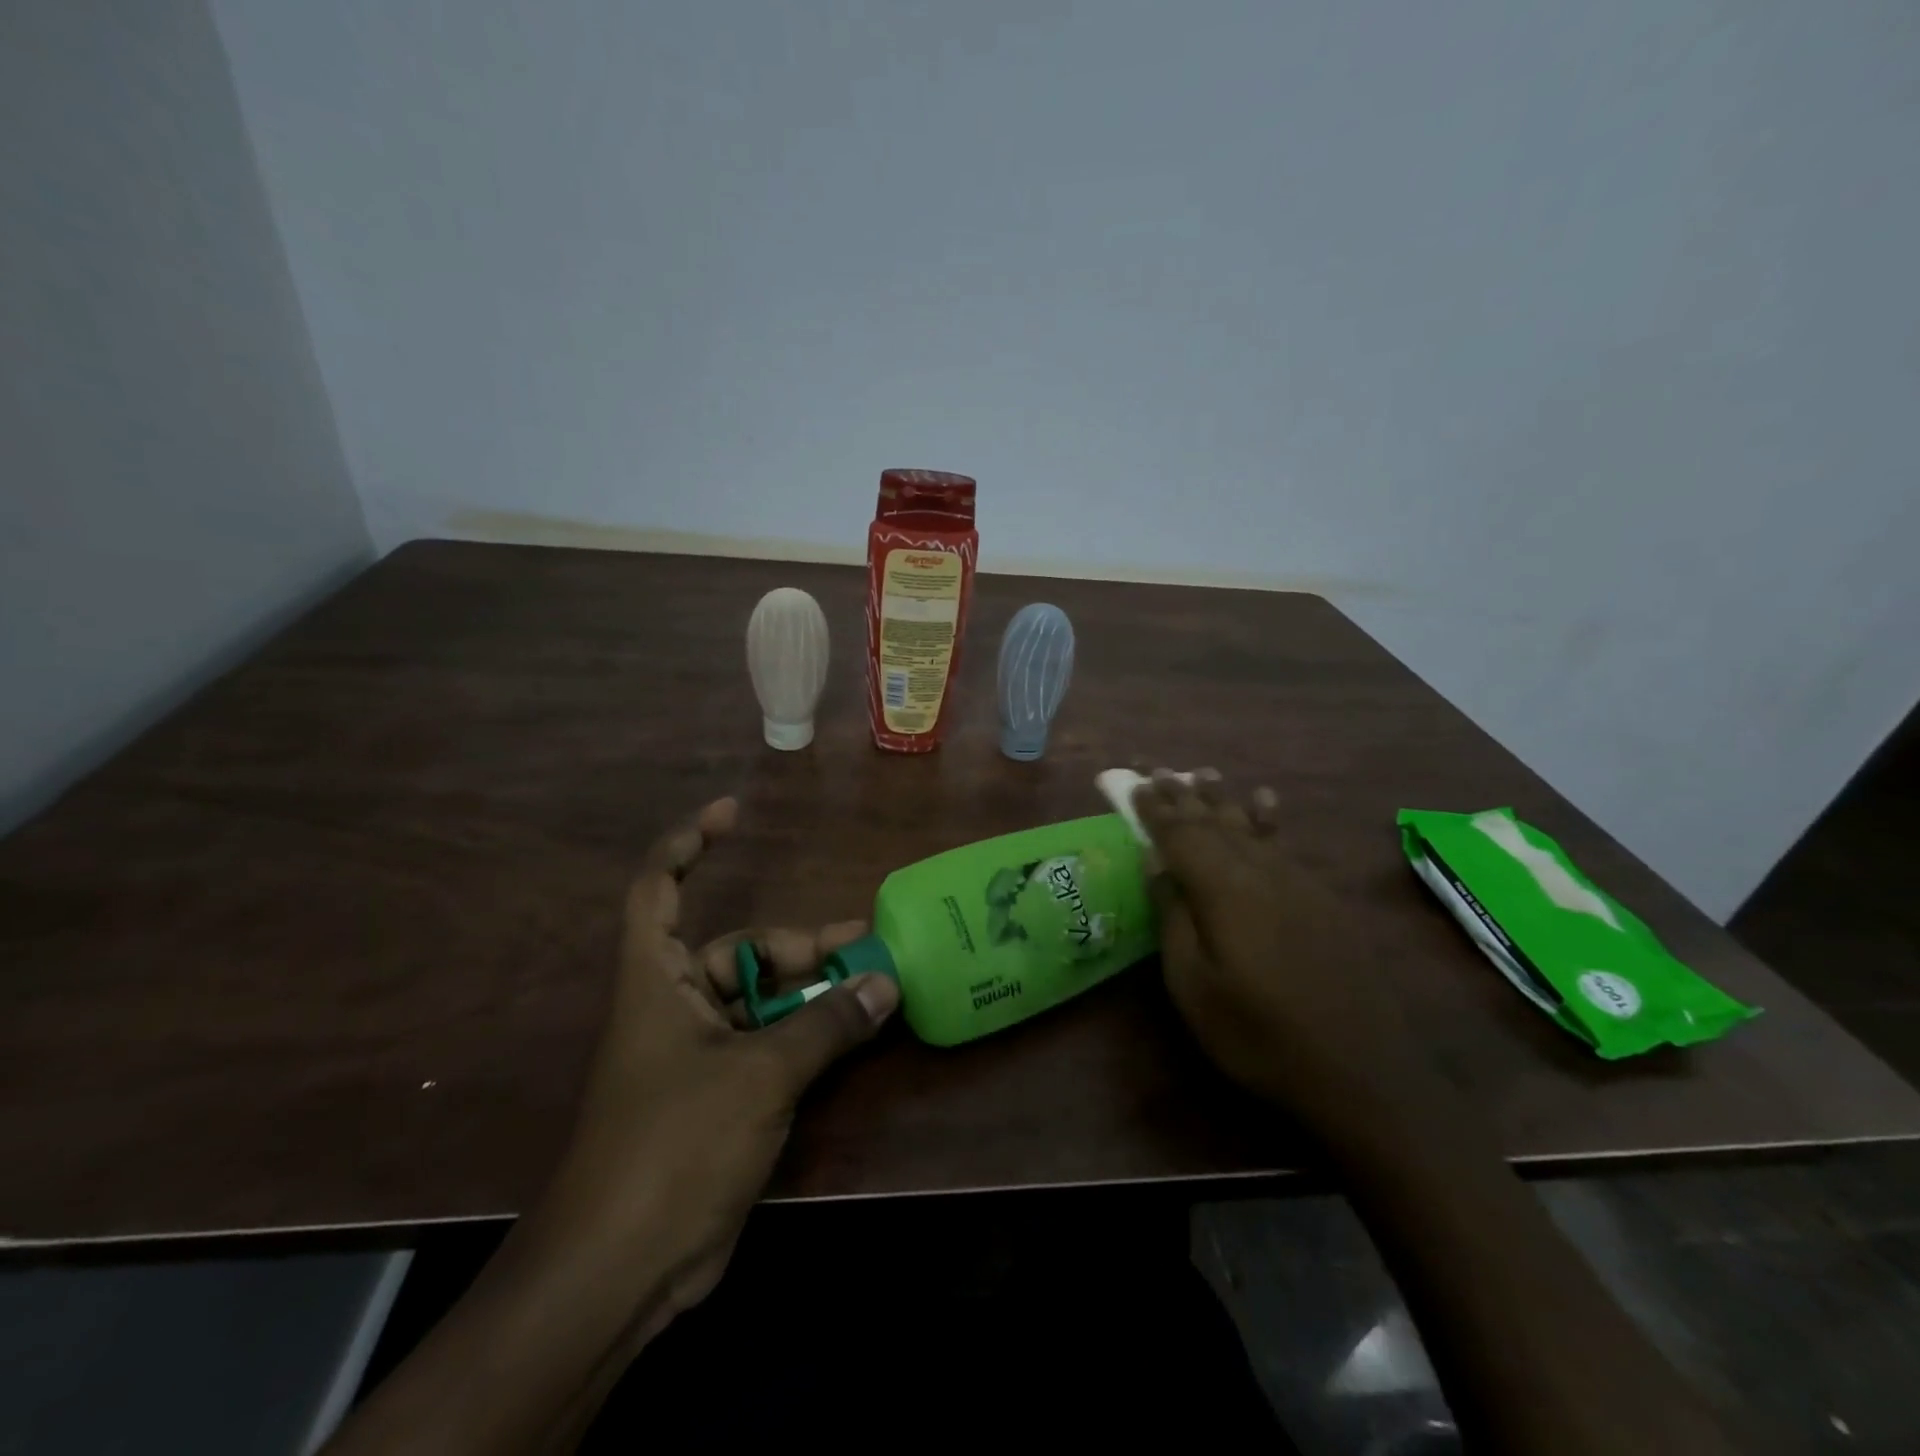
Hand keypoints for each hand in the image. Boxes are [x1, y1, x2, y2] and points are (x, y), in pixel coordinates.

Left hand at [543, 796, 898, 1314]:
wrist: (622, 1268)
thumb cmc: (676, 1145)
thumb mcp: (760, 1074)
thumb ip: (826, 1024)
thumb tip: (887, 983)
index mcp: (656, 980)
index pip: (659, 889)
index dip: (689, 844)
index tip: (733, 813)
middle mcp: (673, 1005)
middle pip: (738, 950)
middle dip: (799, 946)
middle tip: (863, 944)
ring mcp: (696, 1053)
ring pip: (762, 1000)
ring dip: (812, 993)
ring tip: (873, 986)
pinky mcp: (718, 1095)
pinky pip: (769, 1043)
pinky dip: (807, 1034)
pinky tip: (852, 1034)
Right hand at [1135, 771, 1433, 1133]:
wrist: (1360, 1071)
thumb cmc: (1257, 1034)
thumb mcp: (1193, 985)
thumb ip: (1174, 916)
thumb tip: (1157, 862)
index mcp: (1222, 889)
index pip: (1180, 835)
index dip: (1156, 809)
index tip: (1137, 784)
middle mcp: (1260, 871)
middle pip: (1215, 822)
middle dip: (1185, 796)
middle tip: (1161, 771)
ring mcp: (1297, 882)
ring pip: (1251, 827)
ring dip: (1223, 799)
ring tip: (1205, 773)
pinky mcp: (1323, 899)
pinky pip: (1285, 844)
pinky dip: (1269, 818)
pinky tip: (1266, 803)